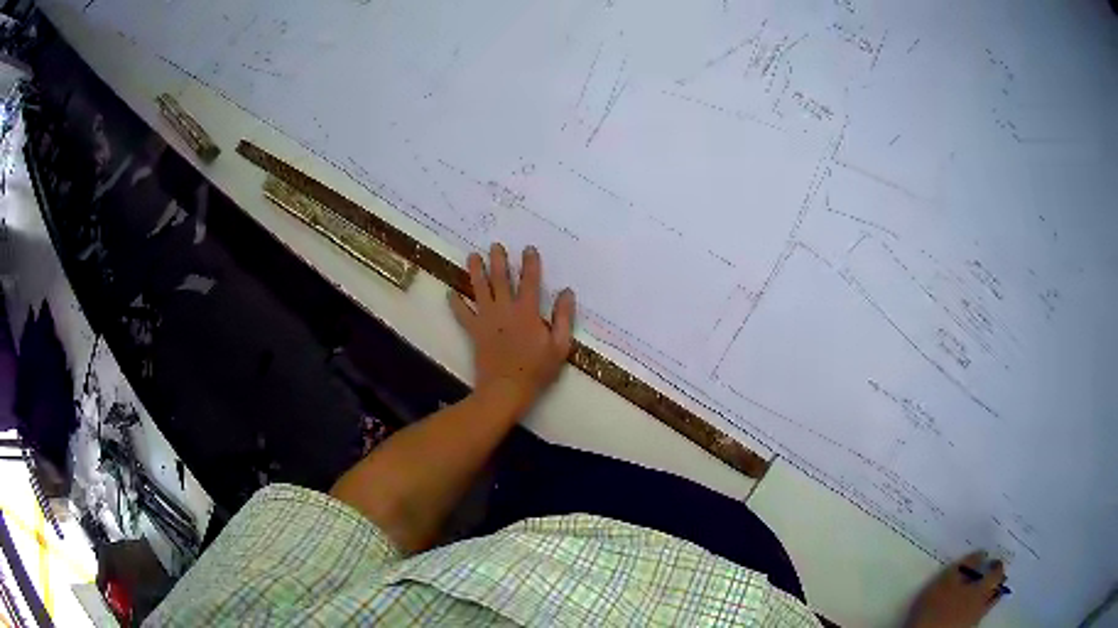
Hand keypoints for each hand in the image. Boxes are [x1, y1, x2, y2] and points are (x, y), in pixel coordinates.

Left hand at [449, 244, 575, 415]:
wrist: (506, 389)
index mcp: (527, 311)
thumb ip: (563, 317)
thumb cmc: (536, 370)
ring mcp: (487, 319)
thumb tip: (567, 292)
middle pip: (500, 279)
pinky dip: (455, 303)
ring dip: (476, 271)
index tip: (528, 248)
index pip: (530, 281)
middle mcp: (505, 309)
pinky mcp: (474, 331)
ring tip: (472, 256)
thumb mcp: (559, 346)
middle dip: (499, 260)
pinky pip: (462, 314)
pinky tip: (450, 292)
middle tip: (495, 245)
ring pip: (479, 289)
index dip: (530, 263)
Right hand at [906, 552, 1006, 627]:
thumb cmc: (937, 607)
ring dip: (988, 596)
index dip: (996, 564)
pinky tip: (967, 610)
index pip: (997, 572)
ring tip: (979, 593)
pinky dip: (977, 610)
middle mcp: (984, 603)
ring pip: (988, 604)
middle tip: (990, 576)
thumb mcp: (946, 581)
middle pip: (996, 589)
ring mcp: (975, 620)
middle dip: (996, 581)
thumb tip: (981, 553)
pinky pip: (977, 616)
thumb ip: (965, 565)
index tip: (991, 561)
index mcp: (983, 589)